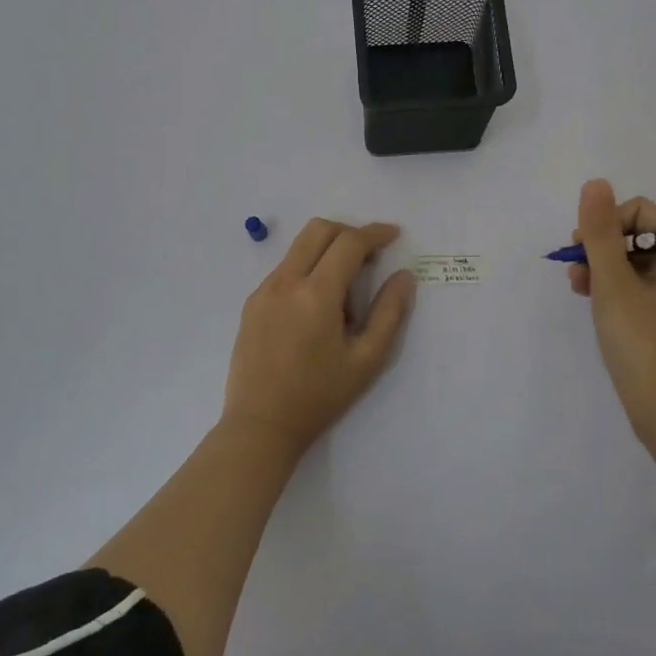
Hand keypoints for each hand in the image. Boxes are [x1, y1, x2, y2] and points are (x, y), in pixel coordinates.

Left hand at [223, 218, 416, 454]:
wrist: (260, 426)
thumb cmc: (319, 396)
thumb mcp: (366, 360)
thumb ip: (389, 313)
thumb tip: (404, 276)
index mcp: (316, 294)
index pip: (348, 243)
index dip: (374, 233)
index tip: (394, 235)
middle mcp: (286, 282)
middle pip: (318, 230)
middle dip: (348, 231)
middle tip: (370, 254)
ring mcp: (264, 290)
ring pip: (298, 247)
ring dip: (327, 250)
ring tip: (344, 288)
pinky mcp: (251, 303)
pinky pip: (284, 269)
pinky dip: (307, 268)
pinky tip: (317, 306)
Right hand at [569, 179, 655, 444]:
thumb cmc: (644, 346)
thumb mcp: (614, 285)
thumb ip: (601, 233)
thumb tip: (596, 182)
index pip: (640, 212)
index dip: (606, 222)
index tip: (581, 249)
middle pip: (636, 237)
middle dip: (600, 248)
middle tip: (575, 273)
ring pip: (633, 266)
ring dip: (601, 269)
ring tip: (577, 290)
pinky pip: (637, 291)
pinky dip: (613, 292)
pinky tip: (594, 306)